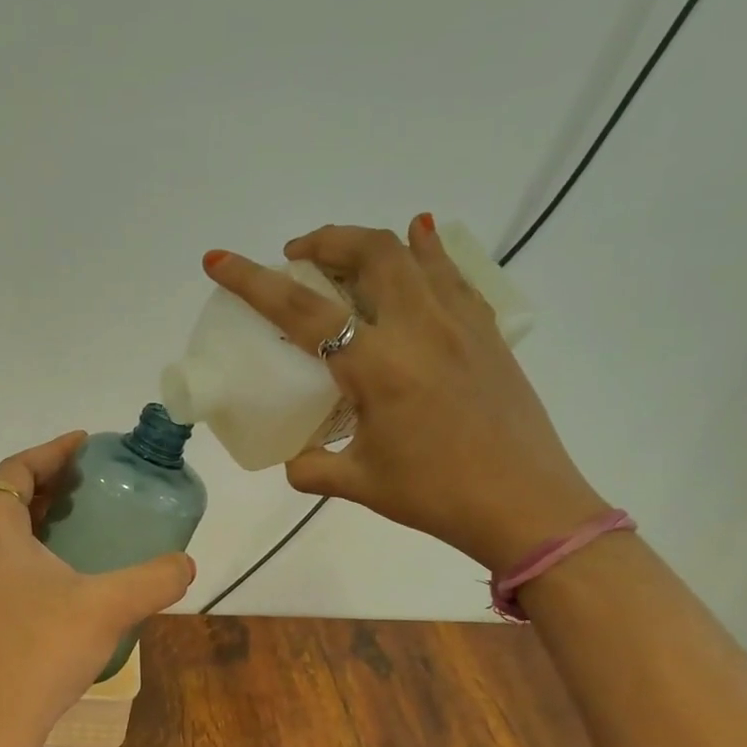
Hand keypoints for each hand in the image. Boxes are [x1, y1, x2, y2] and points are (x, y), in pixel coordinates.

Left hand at [0, 432, 195, 746]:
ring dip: (20, 510)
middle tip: (70, 481)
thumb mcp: (110, 608)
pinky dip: (16, 543)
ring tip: (67, 517)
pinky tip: (55, 569)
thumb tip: (186, 563)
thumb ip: (155, 579)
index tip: (84, 444)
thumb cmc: (43, 651)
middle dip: (28, 476)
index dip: (50, 451)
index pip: (14, 470)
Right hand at [203, 216, 605, 571]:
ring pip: (413, 253)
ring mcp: (460, 325)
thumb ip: (313, 467)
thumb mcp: (361, 484)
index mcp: (378, 367)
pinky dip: (427, 251)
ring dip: (369, 241)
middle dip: (323, 240)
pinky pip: (452, 274)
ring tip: (345, 256)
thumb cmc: (437, 496)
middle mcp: (419, 330)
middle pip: (368, 252)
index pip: (302, 310)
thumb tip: (294, 460)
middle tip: (297, 255)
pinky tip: (419, 242)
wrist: (527, 506)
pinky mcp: (487, 333)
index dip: (253, 281)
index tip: (218, 261)